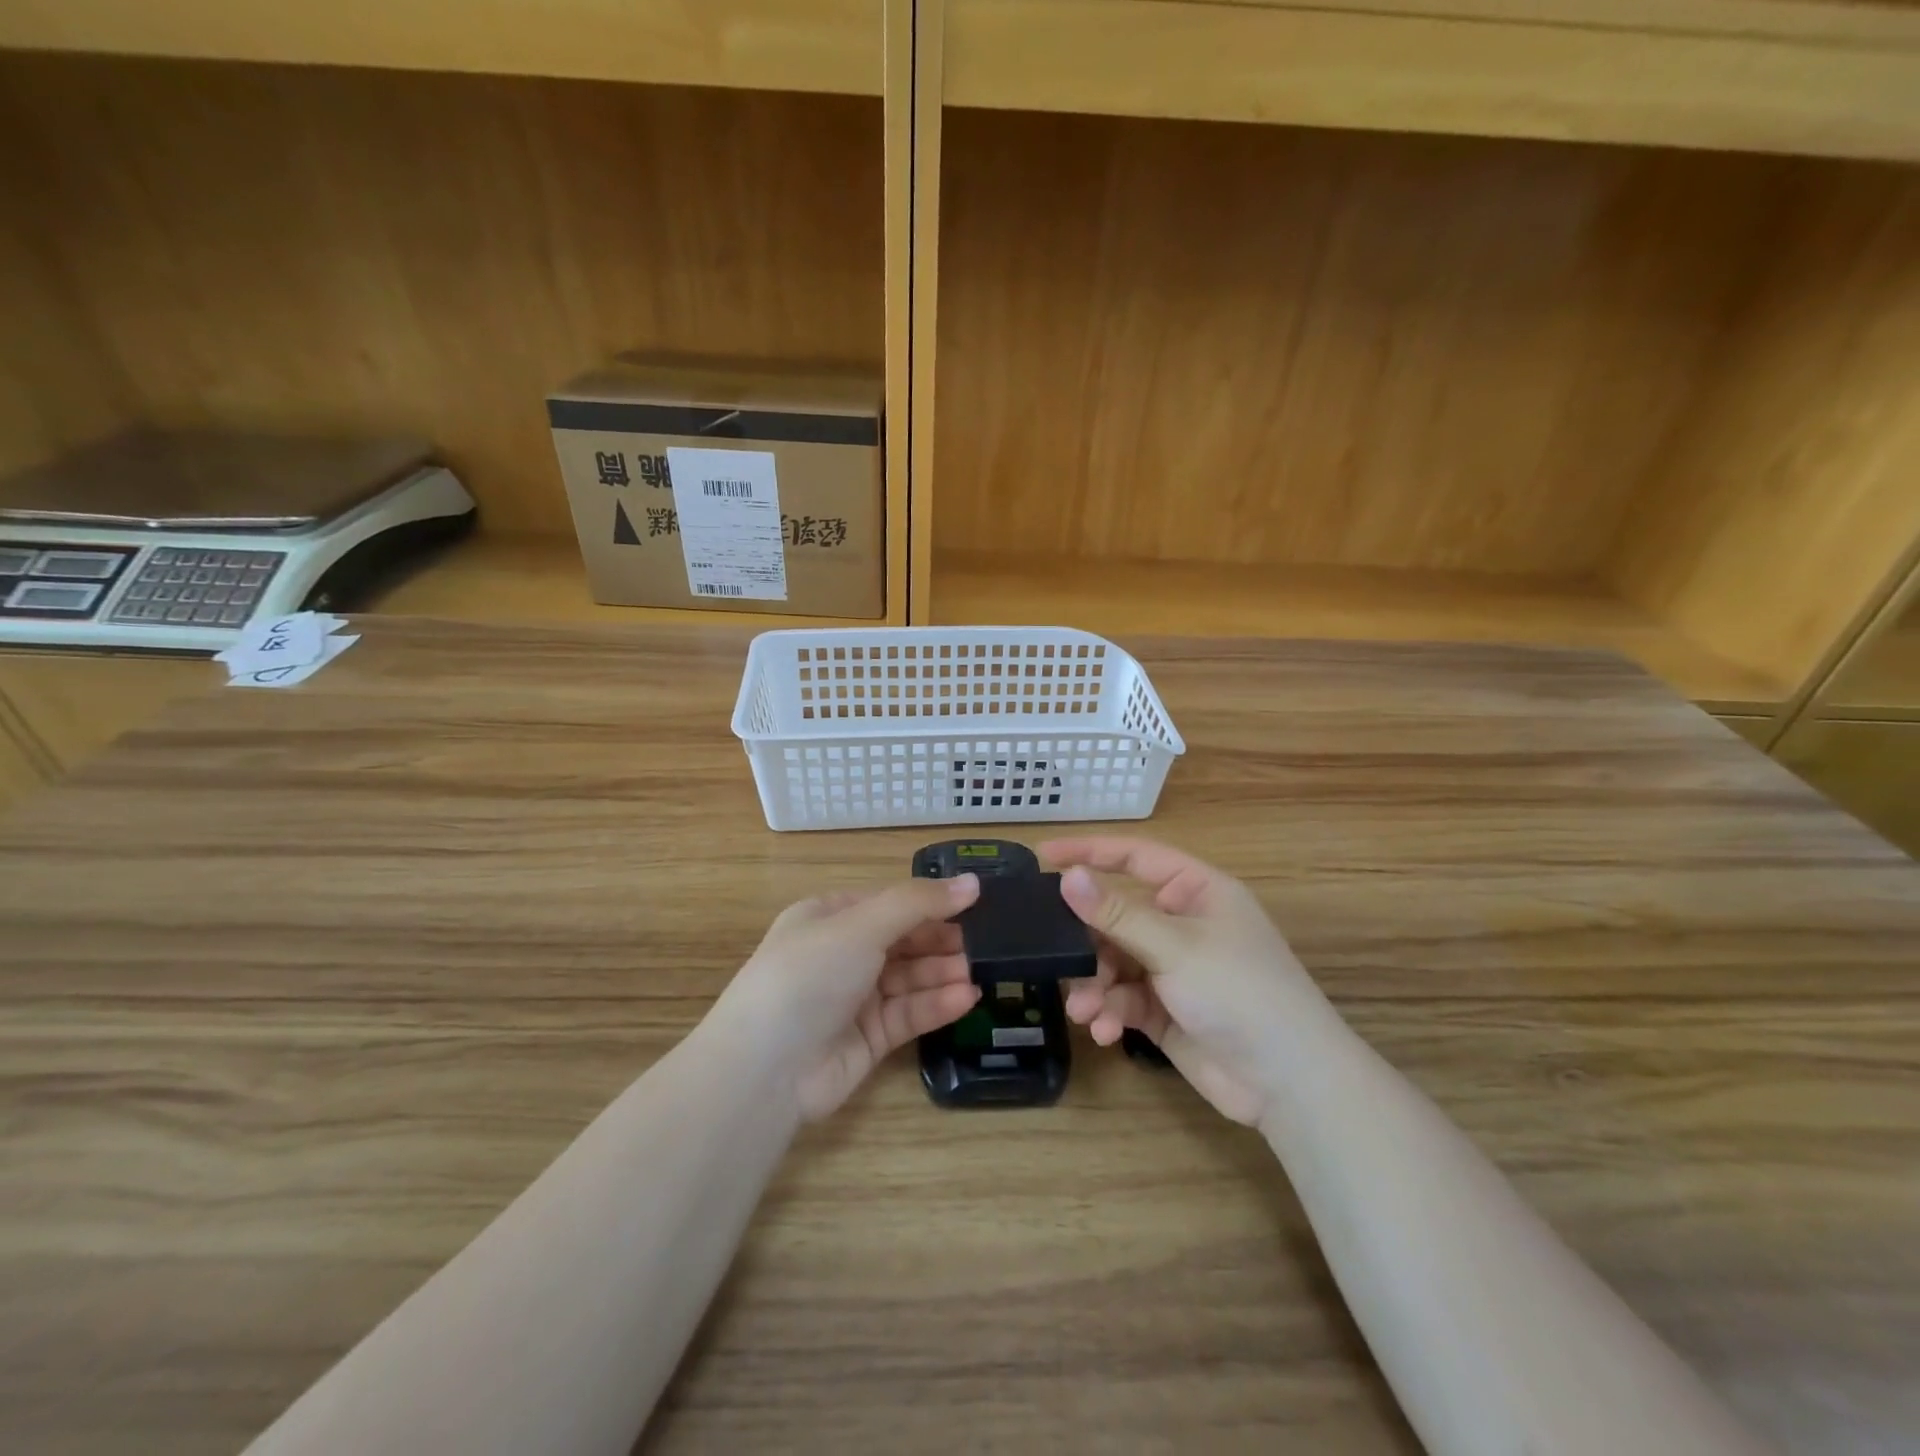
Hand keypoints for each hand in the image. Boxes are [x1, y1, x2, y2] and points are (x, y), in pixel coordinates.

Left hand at [713, 874, 982, 1121]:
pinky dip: (936, 1005)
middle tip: (986, 943)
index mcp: (830, 918)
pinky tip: (966, 999)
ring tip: (979, 972)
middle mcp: (842, 954)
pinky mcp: (869, 1038)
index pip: (890, 903)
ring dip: (943, 973)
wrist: (765, 1070)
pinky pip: (908, 1014)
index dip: (931, 902)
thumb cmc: (809, 976)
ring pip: (910, 978)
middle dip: (941, 940)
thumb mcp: (861, 925)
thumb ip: (919, 903)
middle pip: (903, 941)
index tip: (975, 903)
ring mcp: (854, 998)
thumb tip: (973, 882)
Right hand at [1042, 837, 1325, 1126]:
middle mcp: (1181, 924)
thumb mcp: (1175, 947)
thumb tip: (1066, 876)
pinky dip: (1110, 1012)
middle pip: (1116, 916)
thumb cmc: (1240, 992)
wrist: (1289, 1083)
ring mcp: (1172, 969)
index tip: (1042, 856)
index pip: (1134, 858)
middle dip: (1086, 941)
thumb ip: (1117, 914)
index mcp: (1195, 891)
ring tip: (1084, 1009)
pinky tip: (1105, 1031)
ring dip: (1095, 984)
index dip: (1089, 853)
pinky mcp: (1164, 1009)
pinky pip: (1124, 999)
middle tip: (1053, 954)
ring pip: (1114, 962)